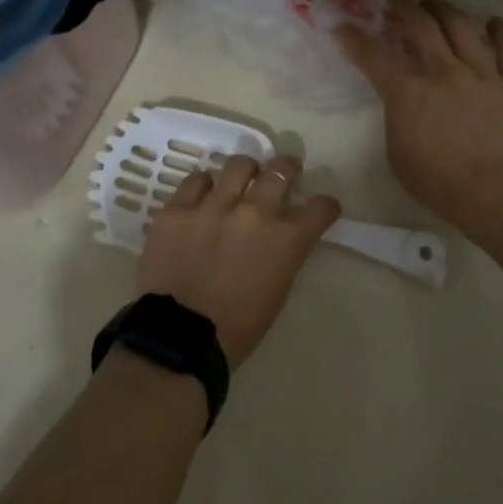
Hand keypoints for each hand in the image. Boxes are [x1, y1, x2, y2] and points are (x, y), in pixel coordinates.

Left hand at [136, 155, 340, 368]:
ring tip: (240, 177)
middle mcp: (254, 212)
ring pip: (237, 165)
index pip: (320, 208)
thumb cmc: (238, 327)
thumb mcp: (277, 289)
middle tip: (283, 171)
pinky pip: (195, 181)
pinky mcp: (178, 209)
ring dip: (245, 171)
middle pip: (280, 171)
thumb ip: (283, 253)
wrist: (181, 338)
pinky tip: (202, 195)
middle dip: (287, 168)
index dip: (324, 206)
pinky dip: (204, 186)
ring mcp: (213, 206)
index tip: (321, 207)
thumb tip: (279, 236)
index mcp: (286, 240)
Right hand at [335, 0, 502, 246]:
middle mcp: (444, 72)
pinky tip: (493, 23)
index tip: (342, 26)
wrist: (502, 194)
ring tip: (436, 3)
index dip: (354, 38)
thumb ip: (396, 120)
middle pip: (421, 26)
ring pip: (463, 27)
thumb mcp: (398, 156)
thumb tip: (401, 104)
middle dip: (404, 7)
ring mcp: (483, 74)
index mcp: (408, 93)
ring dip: (445, 9)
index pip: (374, 56)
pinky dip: (501, 31)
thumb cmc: (441, 184)